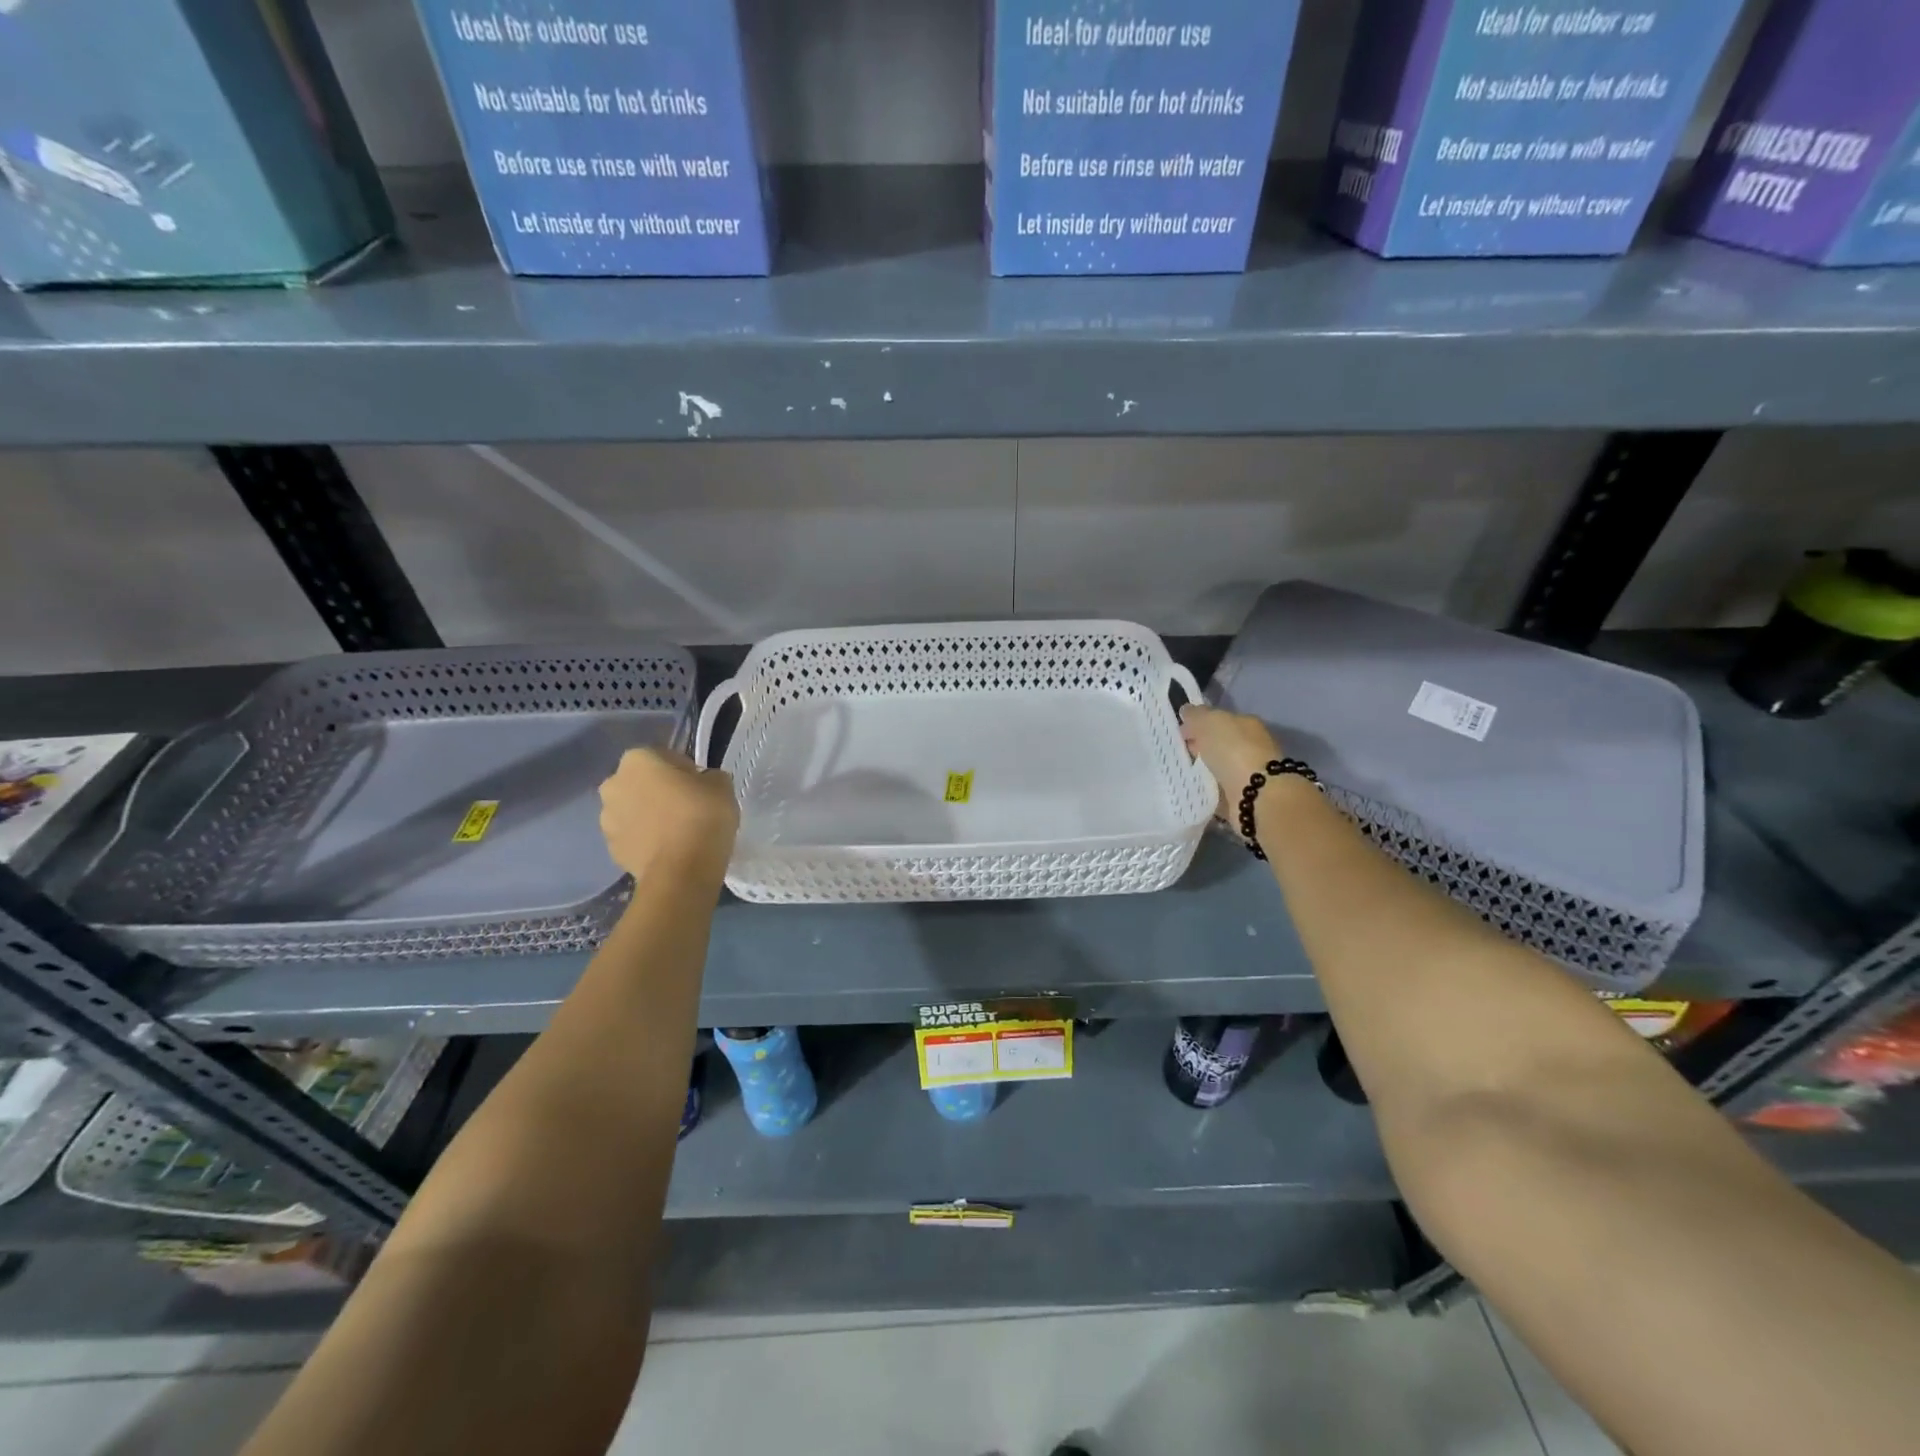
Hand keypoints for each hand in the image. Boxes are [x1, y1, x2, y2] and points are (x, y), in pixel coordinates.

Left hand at [598, 747, 738, 878]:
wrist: (681, 872)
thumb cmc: (701, 817)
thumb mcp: (722, 786)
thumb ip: (710, 777)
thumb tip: (704, 782)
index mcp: (638, 760)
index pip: (664, 757)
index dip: (684, 771)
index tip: (700, 788)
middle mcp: (614, 784)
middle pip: (642, 783)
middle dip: (659, 792)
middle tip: (688, 808)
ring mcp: (607, 820)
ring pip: (633, 810)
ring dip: (650, 816)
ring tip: (678, 833)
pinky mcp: (611, 850)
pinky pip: (632, 837)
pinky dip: (646, 839)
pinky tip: (669, 850)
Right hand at [1179, 704, 1282, 817]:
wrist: (1257, 795)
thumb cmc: (1234, 751)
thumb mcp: (1209, 721)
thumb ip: (1196, 715)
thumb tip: (1187, 711)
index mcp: (1246, 724)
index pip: (1219, 720)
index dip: (1198, 725)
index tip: (1179, 734)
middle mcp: (1251, 746)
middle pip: (1220, 744)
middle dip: (1200, 748)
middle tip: (1179, 754)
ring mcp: (1249, 773)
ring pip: (1220, 767)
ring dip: (1205, 770)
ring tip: (1182, 774)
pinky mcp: (1244, 797)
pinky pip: (1220, 790)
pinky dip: (1209, 790)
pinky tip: (1195, 791)